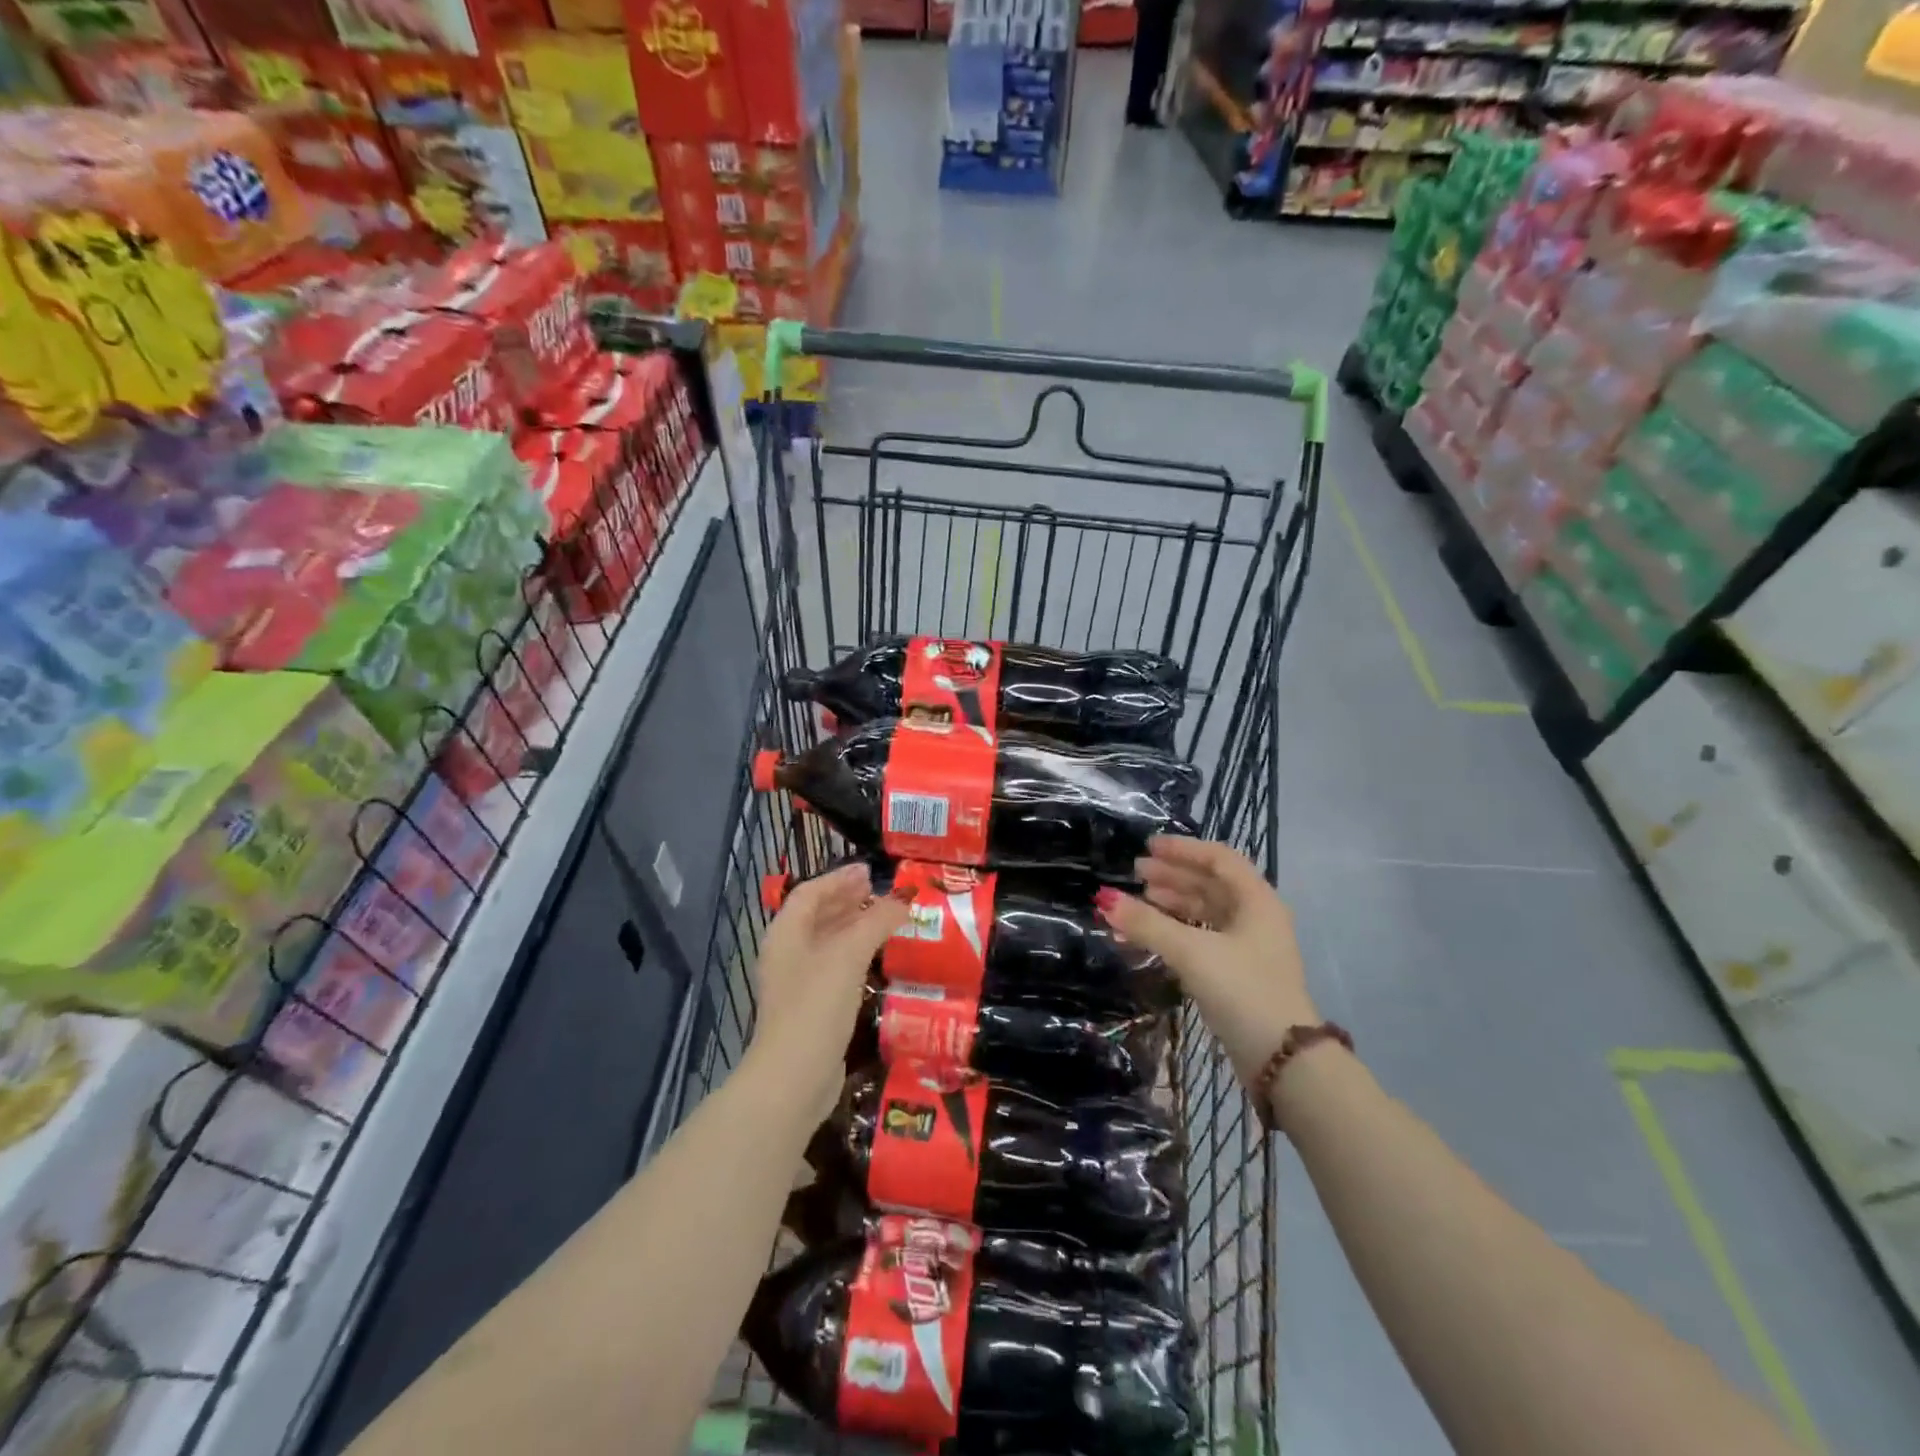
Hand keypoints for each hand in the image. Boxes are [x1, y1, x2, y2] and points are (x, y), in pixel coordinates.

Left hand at [749, 864, 909, 1118]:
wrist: (794, 1077)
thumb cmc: (816, 1005)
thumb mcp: (848, 955)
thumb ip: (875, 922)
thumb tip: (902, 900)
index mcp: (786, 933)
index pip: (810, 892)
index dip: (839, 878)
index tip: (870, 871)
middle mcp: (787, 952)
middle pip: (817, 914)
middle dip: (847, 899)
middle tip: (880, 891)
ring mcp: (798, 982)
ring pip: (827, 941)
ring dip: (853, 925)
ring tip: (885, 917)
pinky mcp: (811, 1007)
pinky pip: (834, 967)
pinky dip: (855, 954)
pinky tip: (877, 957)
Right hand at [1095, 836, 1316, 1089]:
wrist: (1283, 1061)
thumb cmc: (1242, 990)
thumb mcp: (1191, 951)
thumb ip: (1147, 924)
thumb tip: (1103, 898)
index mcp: (1257, 900)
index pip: (1219, 859)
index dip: (1183, 850)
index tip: (1148, 848)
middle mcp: (1257, 918)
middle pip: (1211, 884)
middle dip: (1173, 876)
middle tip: (1136, 874)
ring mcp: (1250, 948)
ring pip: (1207, 912)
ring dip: (1173, 903)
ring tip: (1139, 902)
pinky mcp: (1241, 974)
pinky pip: (1204, 938)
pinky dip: (1178, 931)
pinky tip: (1153, 936)